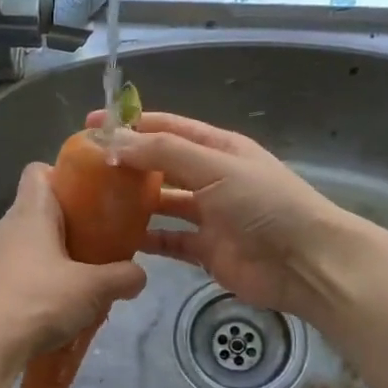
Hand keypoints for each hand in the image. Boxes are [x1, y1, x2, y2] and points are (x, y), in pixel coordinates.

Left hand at [0, 162, 147, 366]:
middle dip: (64, 225)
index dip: (62, 177)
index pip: (37, 172)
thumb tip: (139, 276)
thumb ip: (122, 277)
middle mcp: (3, 227)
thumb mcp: (93, 289)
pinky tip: (48, 308)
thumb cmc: (40, 300)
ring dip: (46, 258)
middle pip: (34, 211)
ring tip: (73, 283)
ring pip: (22, 245)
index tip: (87, 199)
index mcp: (29, 213)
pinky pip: (11, 273)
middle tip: (93, 247)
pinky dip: (29, 283)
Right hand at [86, 110, 347, 320]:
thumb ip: (164, 153)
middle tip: (83, 169)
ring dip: (132, 203)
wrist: (304, 262)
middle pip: (160, 165)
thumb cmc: (264, 204)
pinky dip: (146, 240)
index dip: (130, 124)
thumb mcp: (215, 166)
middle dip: (126, 164)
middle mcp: (210, 177)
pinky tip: (116, 240)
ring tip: (92, 204)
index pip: (167, 128)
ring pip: (161, 204)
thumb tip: (114, 143)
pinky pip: (168, 241)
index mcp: (217, 148)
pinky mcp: (204, 251)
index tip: (91, 127)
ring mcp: (207, 216)